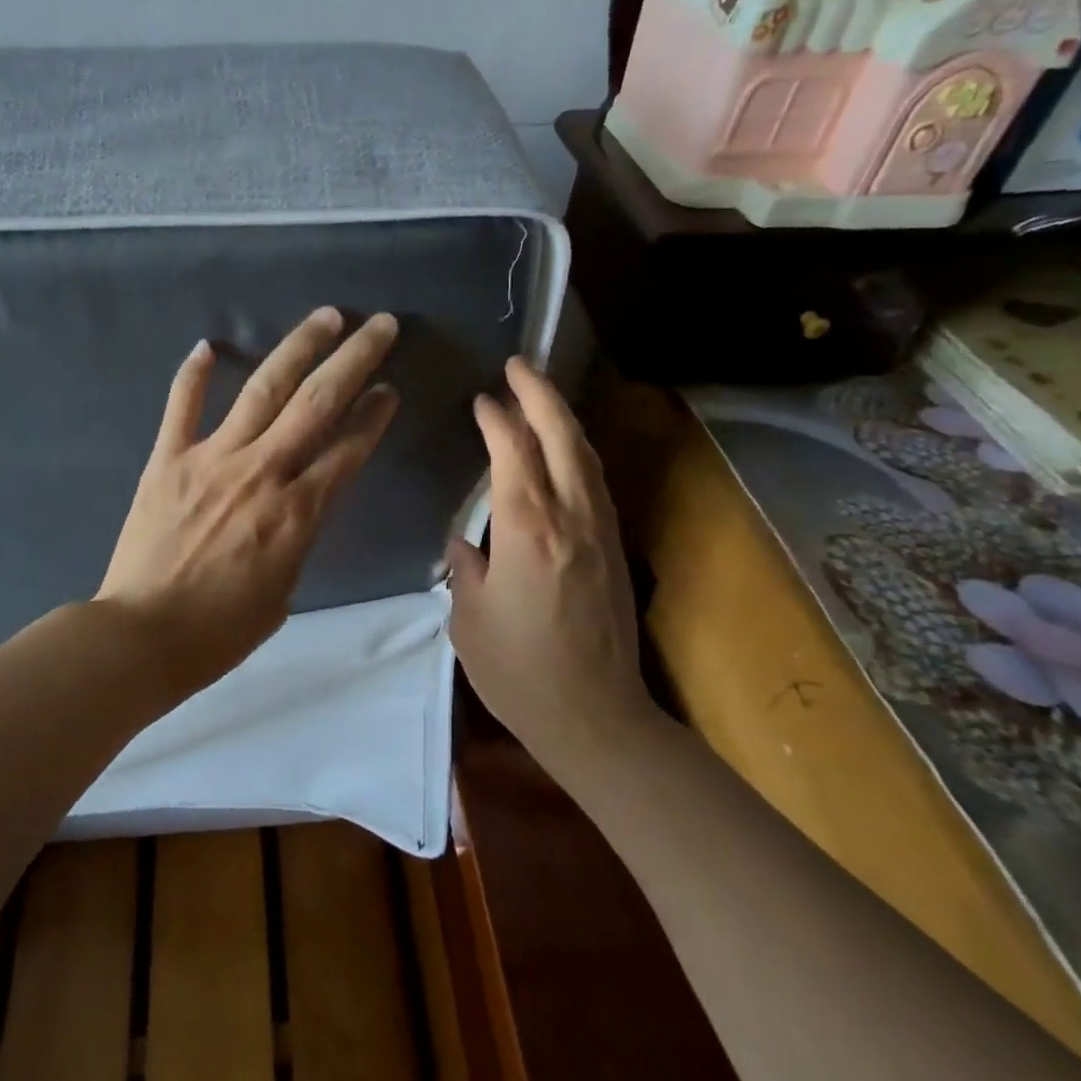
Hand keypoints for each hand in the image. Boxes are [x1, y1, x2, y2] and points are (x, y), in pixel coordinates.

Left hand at [98, 308, 400, 694]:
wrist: (143, 636)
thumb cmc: (221, 630)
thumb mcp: (284, 589)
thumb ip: (299, 535)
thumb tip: (304, 500)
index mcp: (298, 512)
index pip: (349, 449)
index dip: (375, 416)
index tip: (390, 390)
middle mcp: (262, 472)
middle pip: (317, 402)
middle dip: (355, 359)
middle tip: (381, 325)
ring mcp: (211, 459)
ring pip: (263, 390)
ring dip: (298, 348)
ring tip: (326, 317)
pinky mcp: (167, 460)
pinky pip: (182, 406)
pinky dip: (195, 374)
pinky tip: (209, 344)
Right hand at [447, 358, 653, 769]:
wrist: (595, 716)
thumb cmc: (518, 670)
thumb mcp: (469, 617)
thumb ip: (466, 566)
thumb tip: (466, 541)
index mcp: (527, 529)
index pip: (514, 451)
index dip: (497, 419)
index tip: (481, 399)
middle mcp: (571, 518)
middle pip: (561, 437)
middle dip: (540, 394)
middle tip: (519, 364)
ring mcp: (601, 531)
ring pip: (585, 455)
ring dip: (563, 418)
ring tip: (540, 395)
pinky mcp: (614, 549)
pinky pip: (595, 482)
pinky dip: (577, 451)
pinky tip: (563, 451)